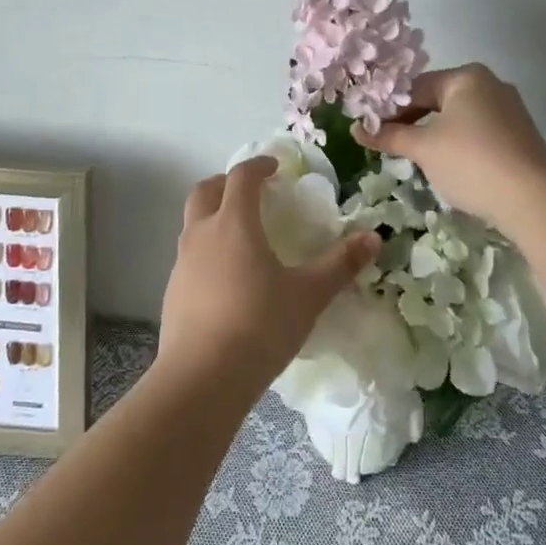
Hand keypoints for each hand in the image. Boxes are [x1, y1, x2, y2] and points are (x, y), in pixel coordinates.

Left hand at [157, 156, 380, 399]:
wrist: (202, 378)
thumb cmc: (260, 326)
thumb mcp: (308, 295)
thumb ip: (340, 264)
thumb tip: (372, 237)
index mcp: (234, 223)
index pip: (240, 177)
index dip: (258, 166)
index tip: (275, 167)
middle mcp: (201, 234)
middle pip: (205, 190)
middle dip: (226, 183)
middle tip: (252, 192)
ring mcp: (182, 263)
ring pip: (193, 223)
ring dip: (214, 216)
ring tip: (243, 236)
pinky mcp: (173, 291)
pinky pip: (190, 255)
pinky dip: (207, 250)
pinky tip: (228, 278)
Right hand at [356, 64, 545, 232]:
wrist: (534, 199)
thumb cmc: (471, 162)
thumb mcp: (423, 149)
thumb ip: (389, 136)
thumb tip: (356, 130)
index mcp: (465, 77)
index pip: (414, 87)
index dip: (388, 109)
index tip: (370, 131)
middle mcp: (489, 84)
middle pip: (437, 99)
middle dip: (411, 122)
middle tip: (388, 145)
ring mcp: (508, 109)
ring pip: (457, 117)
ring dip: (432, 134)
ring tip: (414, 158)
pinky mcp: (518, 134)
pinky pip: (477, 131)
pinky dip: (457, 144)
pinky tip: (448, 166)